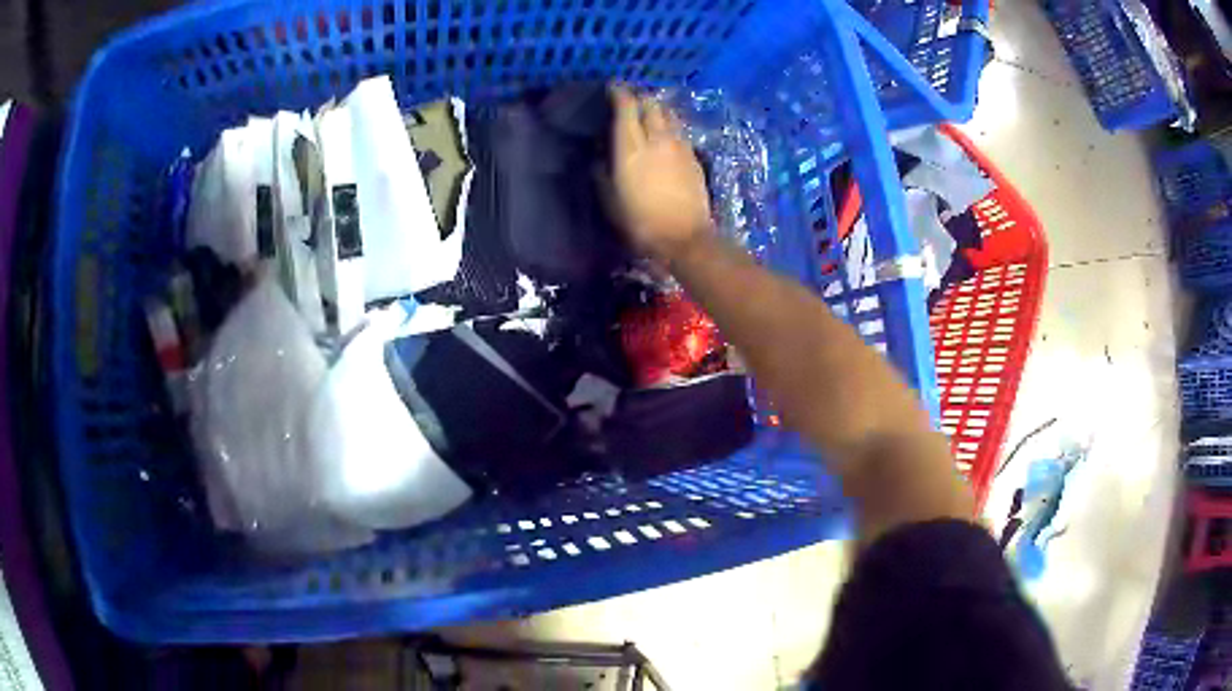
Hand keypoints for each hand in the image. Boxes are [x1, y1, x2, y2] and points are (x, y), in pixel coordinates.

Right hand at [611, 86, 713, 262]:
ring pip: (668, 113)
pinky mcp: (694, 156)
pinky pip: (679, 129)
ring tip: (648, 112)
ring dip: (657, 108)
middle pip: (651, 103)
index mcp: (631, 147)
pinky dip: (669, 124)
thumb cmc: (641, 222)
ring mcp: (679, 145)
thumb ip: (602, 172)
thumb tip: (600, 155)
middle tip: (629, 99)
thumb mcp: (610, 199)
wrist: (685, 237)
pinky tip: (665, 133)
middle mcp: (657, 138)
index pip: (627, 106)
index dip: (619, 92)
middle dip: (639, 96)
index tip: (612, 86)